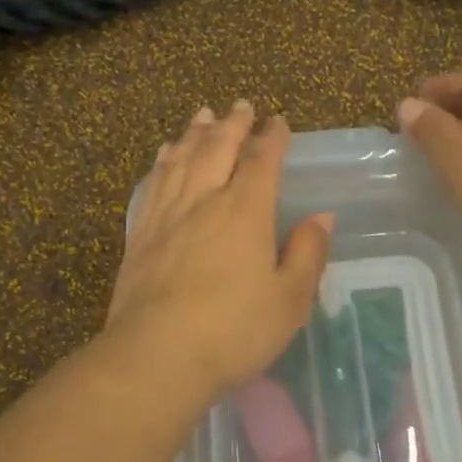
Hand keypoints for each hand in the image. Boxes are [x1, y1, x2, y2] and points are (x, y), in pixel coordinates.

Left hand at [106, 102, 332, 403]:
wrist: (156, 356)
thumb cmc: (233, 332)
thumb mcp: (289, 300)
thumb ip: (308, 254)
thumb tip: (322, 216)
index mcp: (245, 212)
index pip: (262, 161)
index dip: (272, 138)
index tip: (278, 122)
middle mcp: (203, 200)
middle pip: (217, 149)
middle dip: (232, 124)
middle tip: (239, 105)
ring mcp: (166, 215)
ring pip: (181, 159)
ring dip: (195, 134)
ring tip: (202, 115)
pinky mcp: (139, 234)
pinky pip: (153, 184)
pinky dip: (163, 162)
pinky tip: (165, 156)